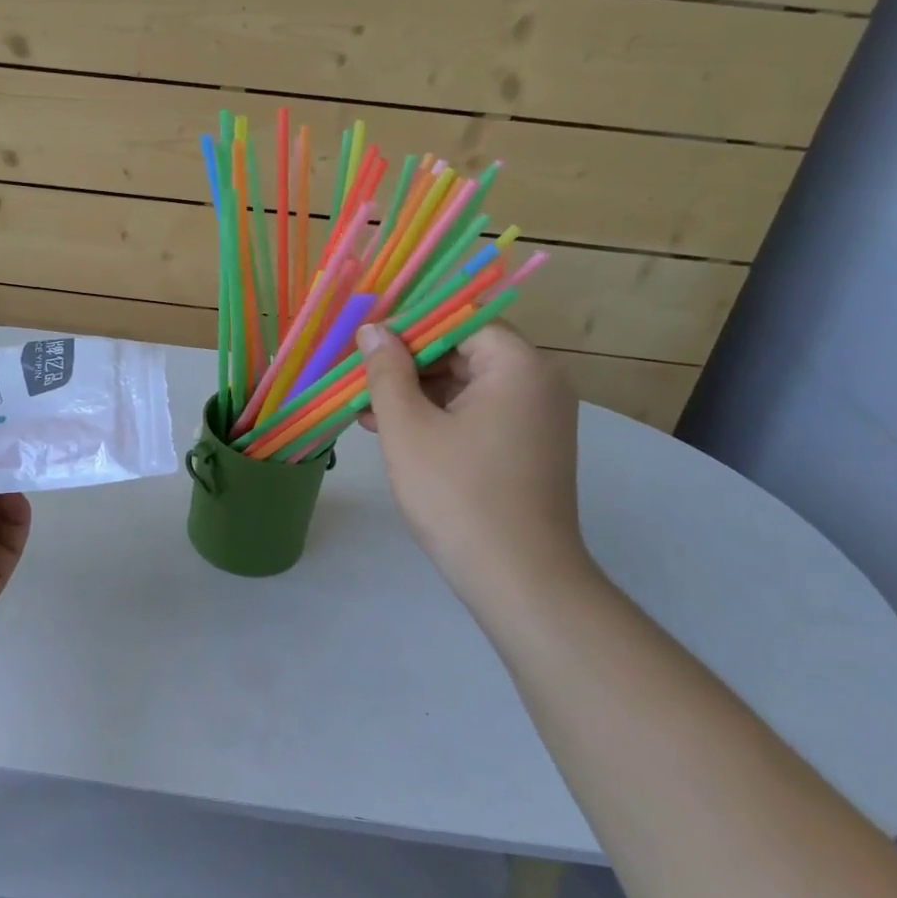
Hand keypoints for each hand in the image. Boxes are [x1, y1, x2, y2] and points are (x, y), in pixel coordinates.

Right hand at [355, 321, 590, 606]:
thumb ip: (387, 372)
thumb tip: (373, 330)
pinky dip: (438, 417)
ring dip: (417, 393)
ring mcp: (535, 419)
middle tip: (359, 375)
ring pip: (466, 386)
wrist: (518, 578)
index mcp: (518, 366)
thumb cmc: (458, 494)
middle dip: (408, 363)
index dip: (410, 325)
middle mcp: (538, 383)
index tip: (366, 338)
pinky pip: (477, 414)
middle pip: (464, 351)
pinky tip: (392, 430)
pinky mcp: (526, 448)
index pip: (461, 320)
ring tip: (364, 407)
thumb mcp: (408, 428)